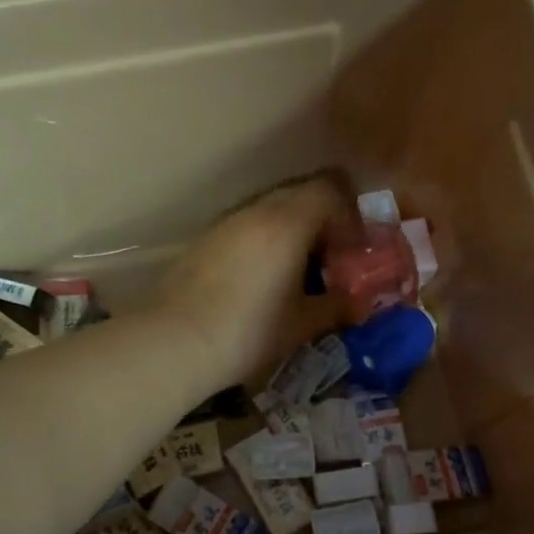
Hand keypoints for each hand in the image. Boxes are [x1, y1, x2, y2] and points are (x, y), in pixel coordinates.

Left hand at [154, 177, 347, 391]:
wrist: (175, 342)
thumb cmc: (249, 331)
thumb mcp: (301, 323)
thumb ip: (336, 307)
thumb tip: (359, 304)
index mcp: (288, 223)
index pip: (329, 191)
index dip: (349, 214)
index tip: (354, 249)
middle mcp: (256, 212)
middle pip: (299, 194)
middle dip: (322, 220)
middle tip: (331, 258)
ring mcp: (226, 223)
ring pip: (270, 209)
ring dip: (291, 229)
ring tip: (297, 269)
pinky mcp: (204, 240)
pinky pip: (246, 226)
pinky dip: (264, 240)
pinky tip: (261, 277)